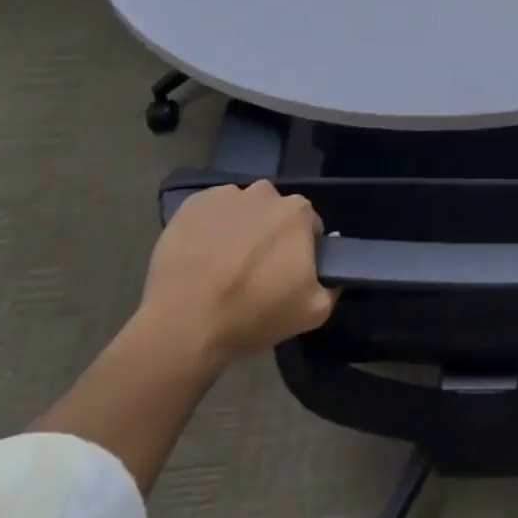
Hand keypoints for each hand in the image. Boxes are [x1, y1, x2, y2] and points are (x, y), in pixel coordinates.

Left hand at [136, 182, 334, 363]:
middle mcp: (266, 192)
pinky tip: (199, 259)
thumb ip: (332, 288)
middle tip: (253, 272)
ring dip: (238, 229)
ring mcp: (226, 195)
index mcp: (298, 212)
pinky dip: (208, 229)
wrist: (184, 324)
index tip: (286, 274)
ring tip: (221, 266)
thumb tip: (332, 278)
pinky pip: (209, 212)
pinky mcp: (191, 205)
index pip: (308, 226)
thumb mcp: (312, 313)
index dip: (300, 250)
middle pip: (274, 213)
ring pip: (241, 210)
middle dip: (269, 235)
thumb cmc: (252, 314)